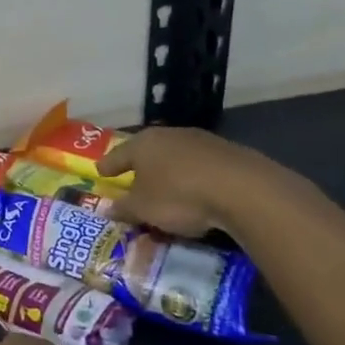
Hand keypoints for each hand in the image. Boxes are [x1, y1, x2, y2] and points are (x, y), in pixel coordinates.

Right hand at [100, 125, 256, 236]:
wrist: (244, 190)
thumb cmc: (179, 196)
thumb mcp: (143, 209)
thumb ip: (123, 208)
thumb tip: (106, 209)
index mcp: (143, 144)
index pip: (118, 154)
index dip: (108, 165)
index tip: (101, 172)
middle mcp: (170, 135)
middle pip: (148, 152)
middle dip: (140, 167)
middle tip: (133, 180)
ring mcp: (202, 141)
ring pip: (176, 157)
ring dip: (169, 172)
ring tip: (167, 189)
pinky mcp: (229, 153)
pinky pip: (201, 167)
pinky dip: (194, 178)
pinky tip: (197, 192)